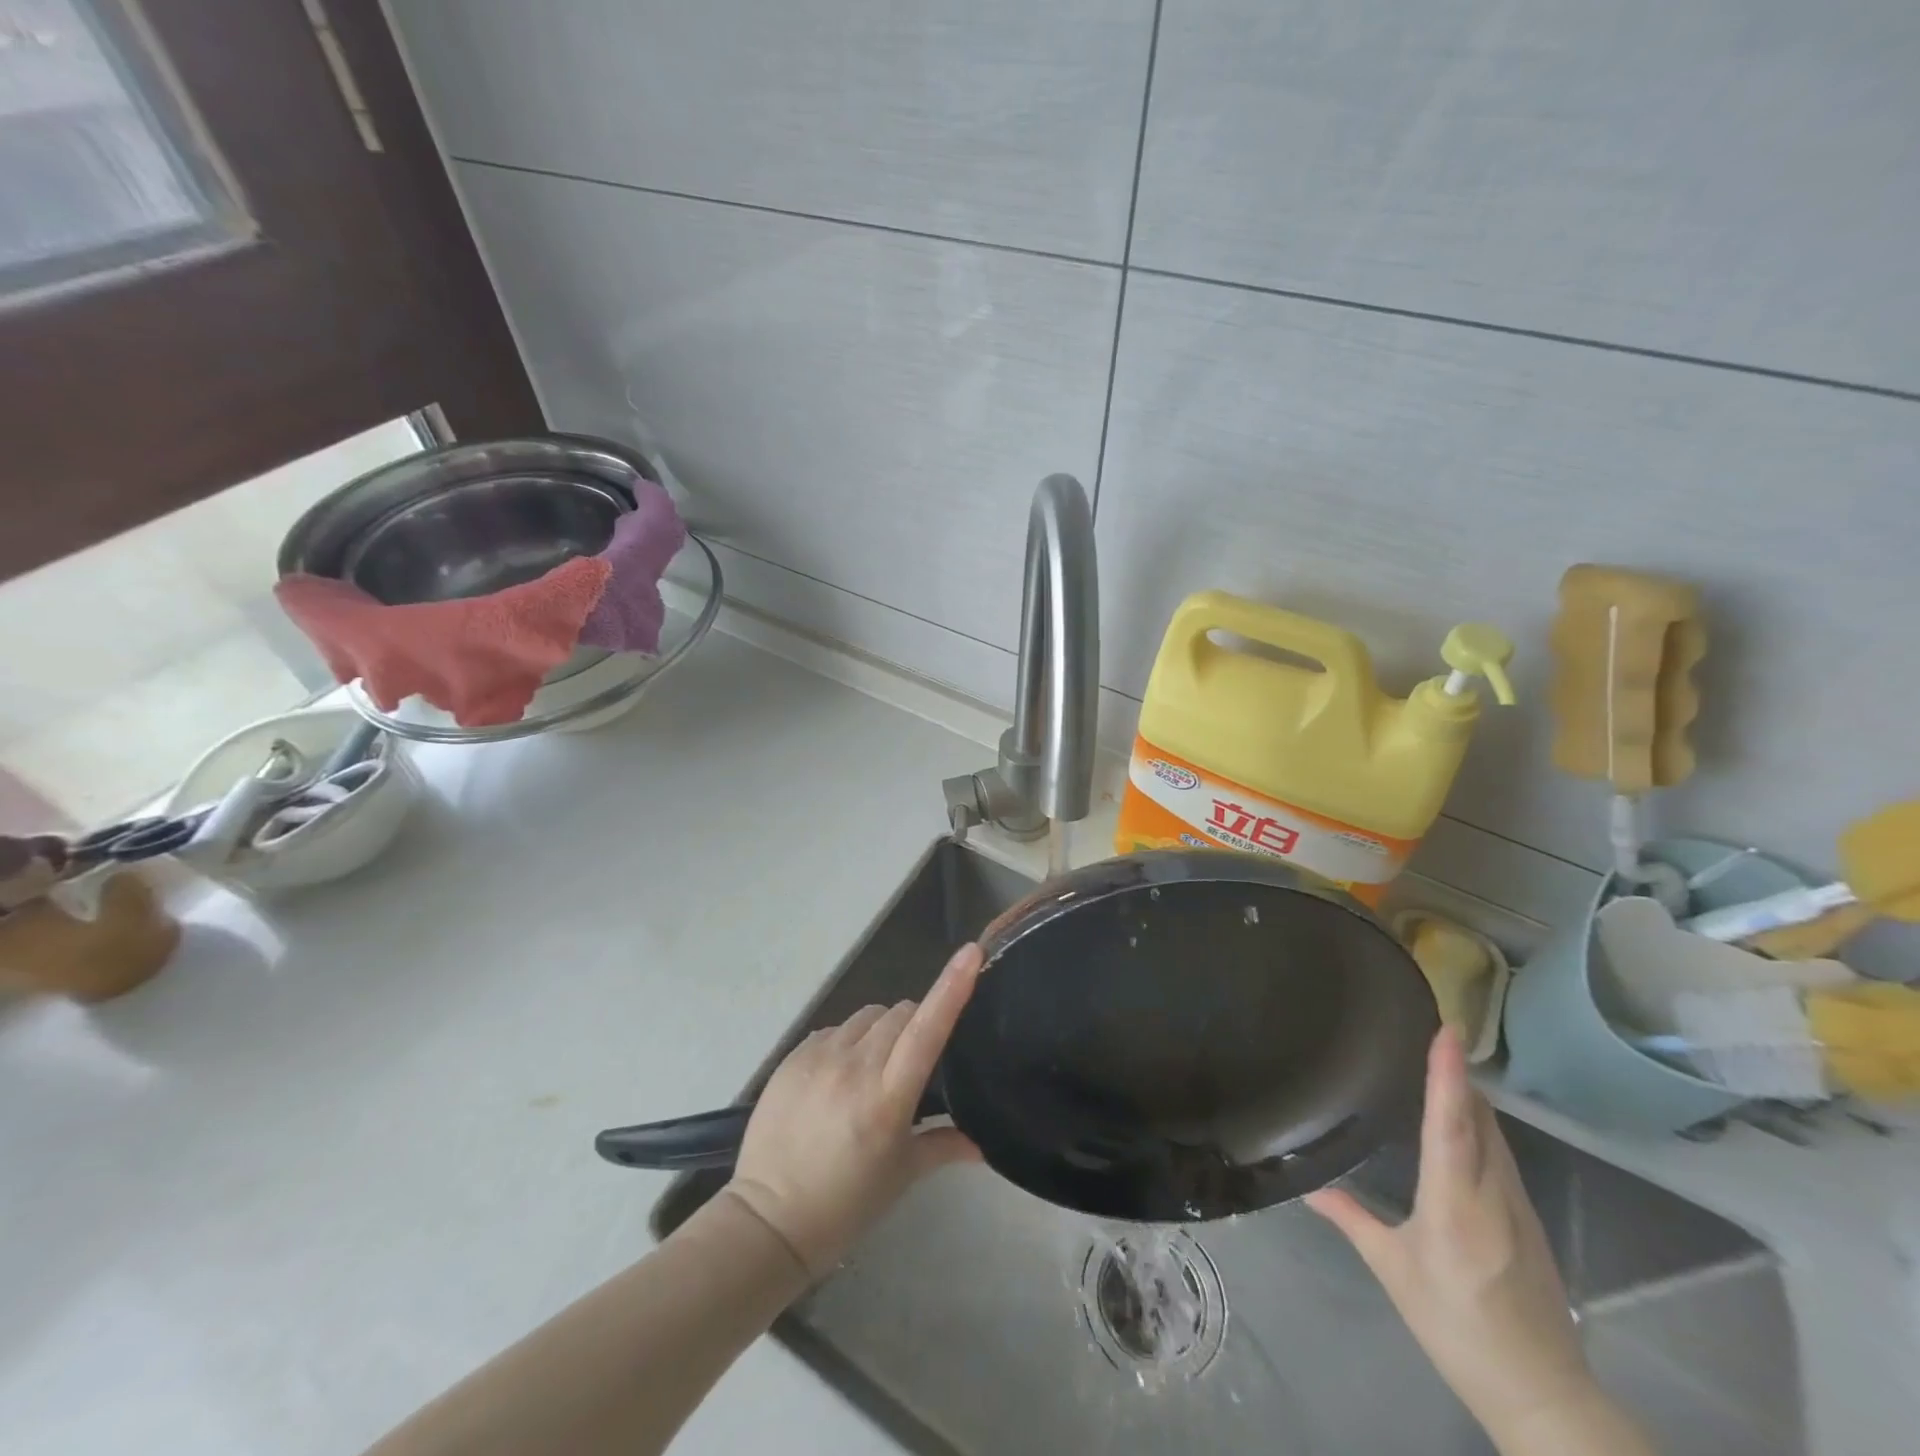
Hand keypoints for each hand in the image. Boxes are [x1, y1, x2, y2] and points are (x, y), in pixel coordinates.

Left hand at [724, 943, 983, 1278]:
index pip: (927, 1029)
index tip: (971, 952)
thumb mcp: (902, 1176)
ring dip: (881, 1031)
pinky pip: (835, 1029)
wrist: (768, 1220)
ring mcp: (819, 1057)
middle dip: (915, 1026)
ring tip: (872, 1071)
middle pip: (900, 1013)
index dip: (952, 987)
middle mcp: (854, 1066)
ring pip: (867, 1017)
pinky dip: (847, 1042)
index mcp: (887, 1098)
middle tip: (911, 1064)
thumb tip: (984, 1145)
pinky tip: (839, 1076)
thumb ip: (945, 1146)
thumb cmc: (845, 1204)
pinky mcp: (793, 1056)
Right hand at [1305, 1028, 1597, 1442]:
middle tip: (1432, 1032)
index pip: (1451, 1124)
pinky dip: (1480, 1126)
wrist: (1542, 1394)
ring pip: (1495, 1135)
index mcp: (1455, 1203)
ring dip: (1470, 1097)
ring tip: (1442, 1066)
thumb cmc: (1456, 1327)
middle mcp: (1492, 1193)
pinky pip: (1501, 1155)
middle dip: (1458, 1074)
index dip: (1447, 1075)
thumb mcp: (1394, 1273)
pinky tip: (1462, 1125)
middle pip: (1479, 1119)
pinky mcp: (1529, 1220)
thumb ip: (1353, 1221)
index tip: (1447, 1030)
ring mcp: (1518, 1205)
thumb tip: (1308, 1188)